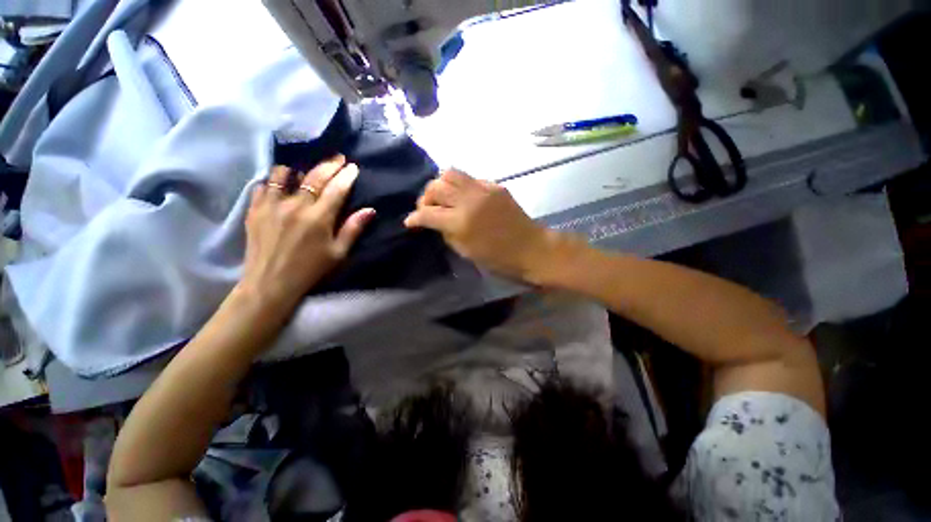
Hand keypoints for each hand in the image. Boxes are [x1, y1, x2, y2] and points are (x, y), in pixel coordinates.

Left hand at [238, 155, 374, 311]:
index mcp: (319, 218)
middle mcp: (295, 206)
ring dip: (299, 169)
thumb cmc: (311, 270)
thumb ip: (353, 229)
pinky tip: (281, 185)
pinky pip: (263, 184)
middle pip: (314, 176)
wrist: (270, 283)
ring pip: (284, 173)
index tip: (353, 167)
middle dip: (329, 164)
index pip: (336, 189)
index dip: (346, 176)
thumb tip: (369, 210)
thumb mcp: (338, 253)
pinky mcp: (255, 209)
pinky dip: (274, 180)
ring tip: (306, 171)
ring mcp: (271, 205)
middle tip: (338, 158)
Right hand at [404, 170, 553, 280]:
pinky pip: (469, 178)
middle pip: (436, 186)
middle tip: (427, 209)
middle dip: (425, 198)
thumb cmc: (498, 259)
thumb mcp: (466, 252)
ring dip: (440, 185)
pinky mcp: (495, 185)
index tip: (410, 222)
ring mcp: (483, 189)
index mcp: (461, 222)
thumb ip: (446, 233)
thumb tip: (434, 221)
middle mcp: (469, 200)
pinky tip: (462, 197)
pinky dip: (459, 186)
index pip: (427, 213)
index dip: (414, 218)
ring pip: (451, 173)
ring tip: (442, 198)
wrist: (531, 248)